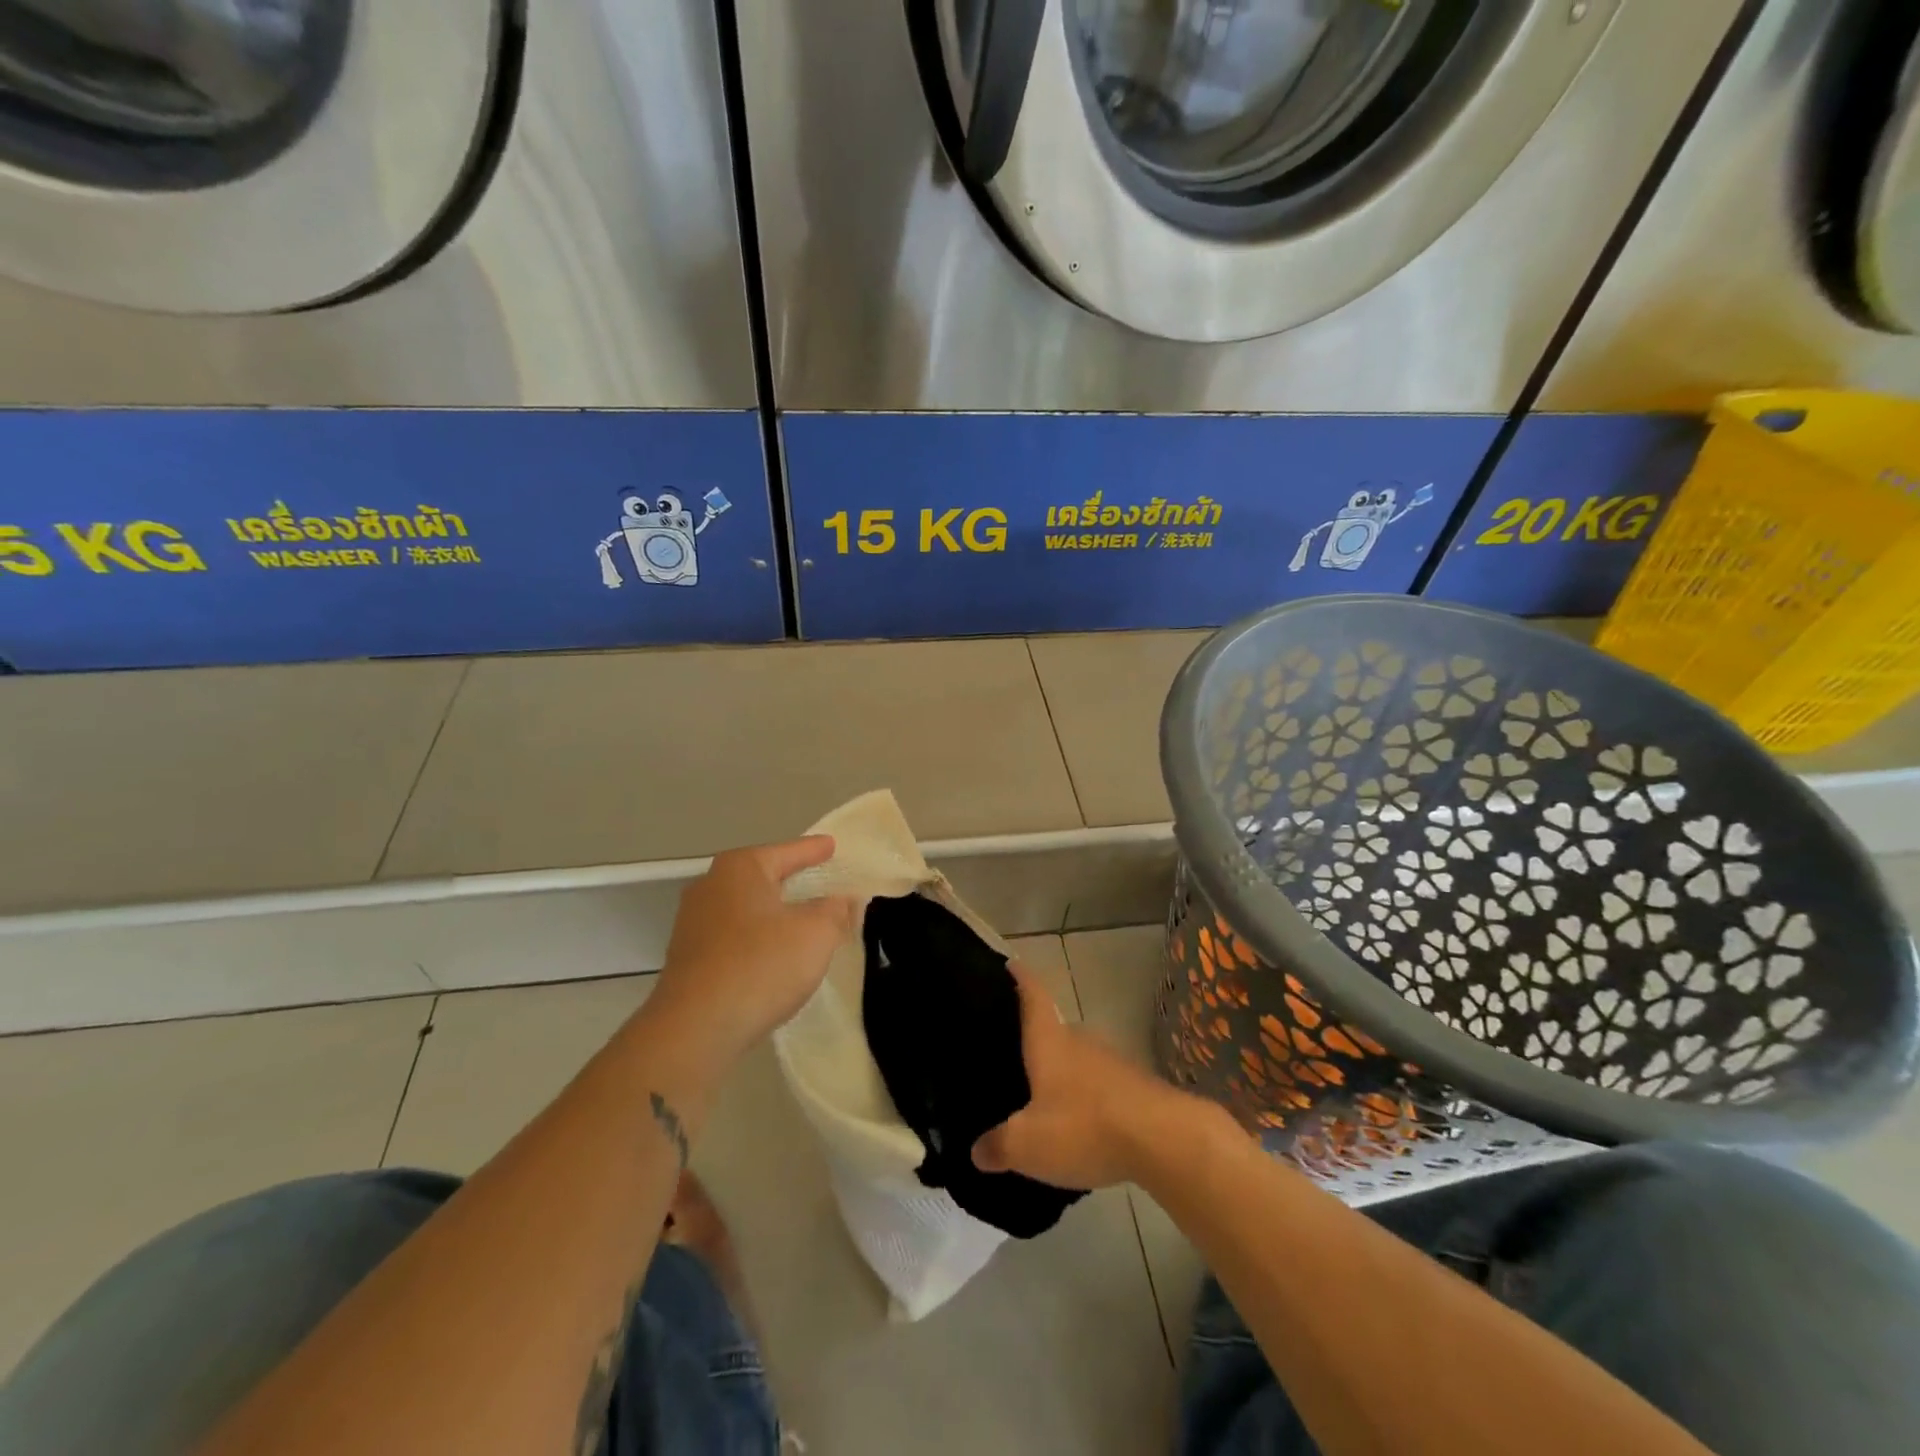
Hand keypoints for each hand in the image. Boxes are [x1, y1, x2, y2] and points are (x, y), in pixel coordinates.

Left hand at [648, 836, 856, 1064]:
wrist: (695, 1029)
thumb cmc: (761, 965)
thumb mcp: (816, 933)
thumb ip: (834, 911)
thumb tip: (840, 900)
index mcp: (741, 868)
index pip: (787, 852)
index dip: (814, 850)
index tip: (832, 845)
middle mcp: (711, 886)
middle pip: (762, 877)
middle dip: (791, 880)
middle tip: (821, 882)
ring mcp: (694, 923)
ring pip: (746, 909)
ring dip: (773, 914)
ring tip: (802, 922)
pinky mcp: (688, 959)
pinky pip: (734, 938)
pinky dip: (757, 940)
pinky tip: (773, 956)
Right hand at [972, 962, 1198, 1189]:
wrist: (1165, 1139)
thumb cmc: (1084, 1126)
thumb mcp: (1028, 1145)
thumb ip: (999, 1146)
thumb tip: (977, 1151)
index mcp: (1050, 1041)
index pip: (1033, 996)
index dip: (1021, 978)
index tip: (1011, 963)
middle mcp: (1080, 1041)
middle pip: (1055, 1029)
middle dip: (1037, 1037)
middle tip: (1014, 1050)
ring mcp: (1112, 1062)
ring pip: (1079, 1058)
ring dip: (1063, 1071)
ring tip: (1044, 1092)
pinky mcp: (1135, 1087)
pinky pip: (1100, 1085)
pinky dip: (1086, 1096)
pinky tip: (1080, 1122)